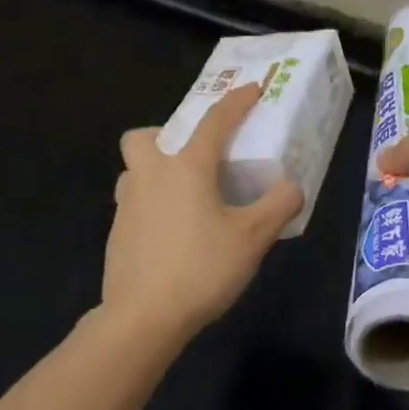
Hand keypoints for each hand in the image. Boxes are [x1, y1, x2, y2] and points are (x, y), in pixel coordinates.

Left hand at [105, 84, 303, 346]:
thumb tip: (292, 187)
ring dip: (153, 171)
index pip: (215, 120)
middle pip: (143, 137)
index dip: (237, 101)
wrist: (140, 320)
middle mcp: (151, 176)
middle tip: (193, 156)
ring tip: (184, 196)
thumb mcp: (253, 238)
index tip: (253, 88)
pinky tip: (172, 234)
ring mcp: (126, 206)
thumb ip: (279, 206)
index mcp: (186, 167)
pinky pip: (132, 204)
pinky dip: (150, 206)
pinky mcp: (116, 235)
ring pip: (133, 170)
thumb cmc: (200, 268)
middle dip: (165, 135)